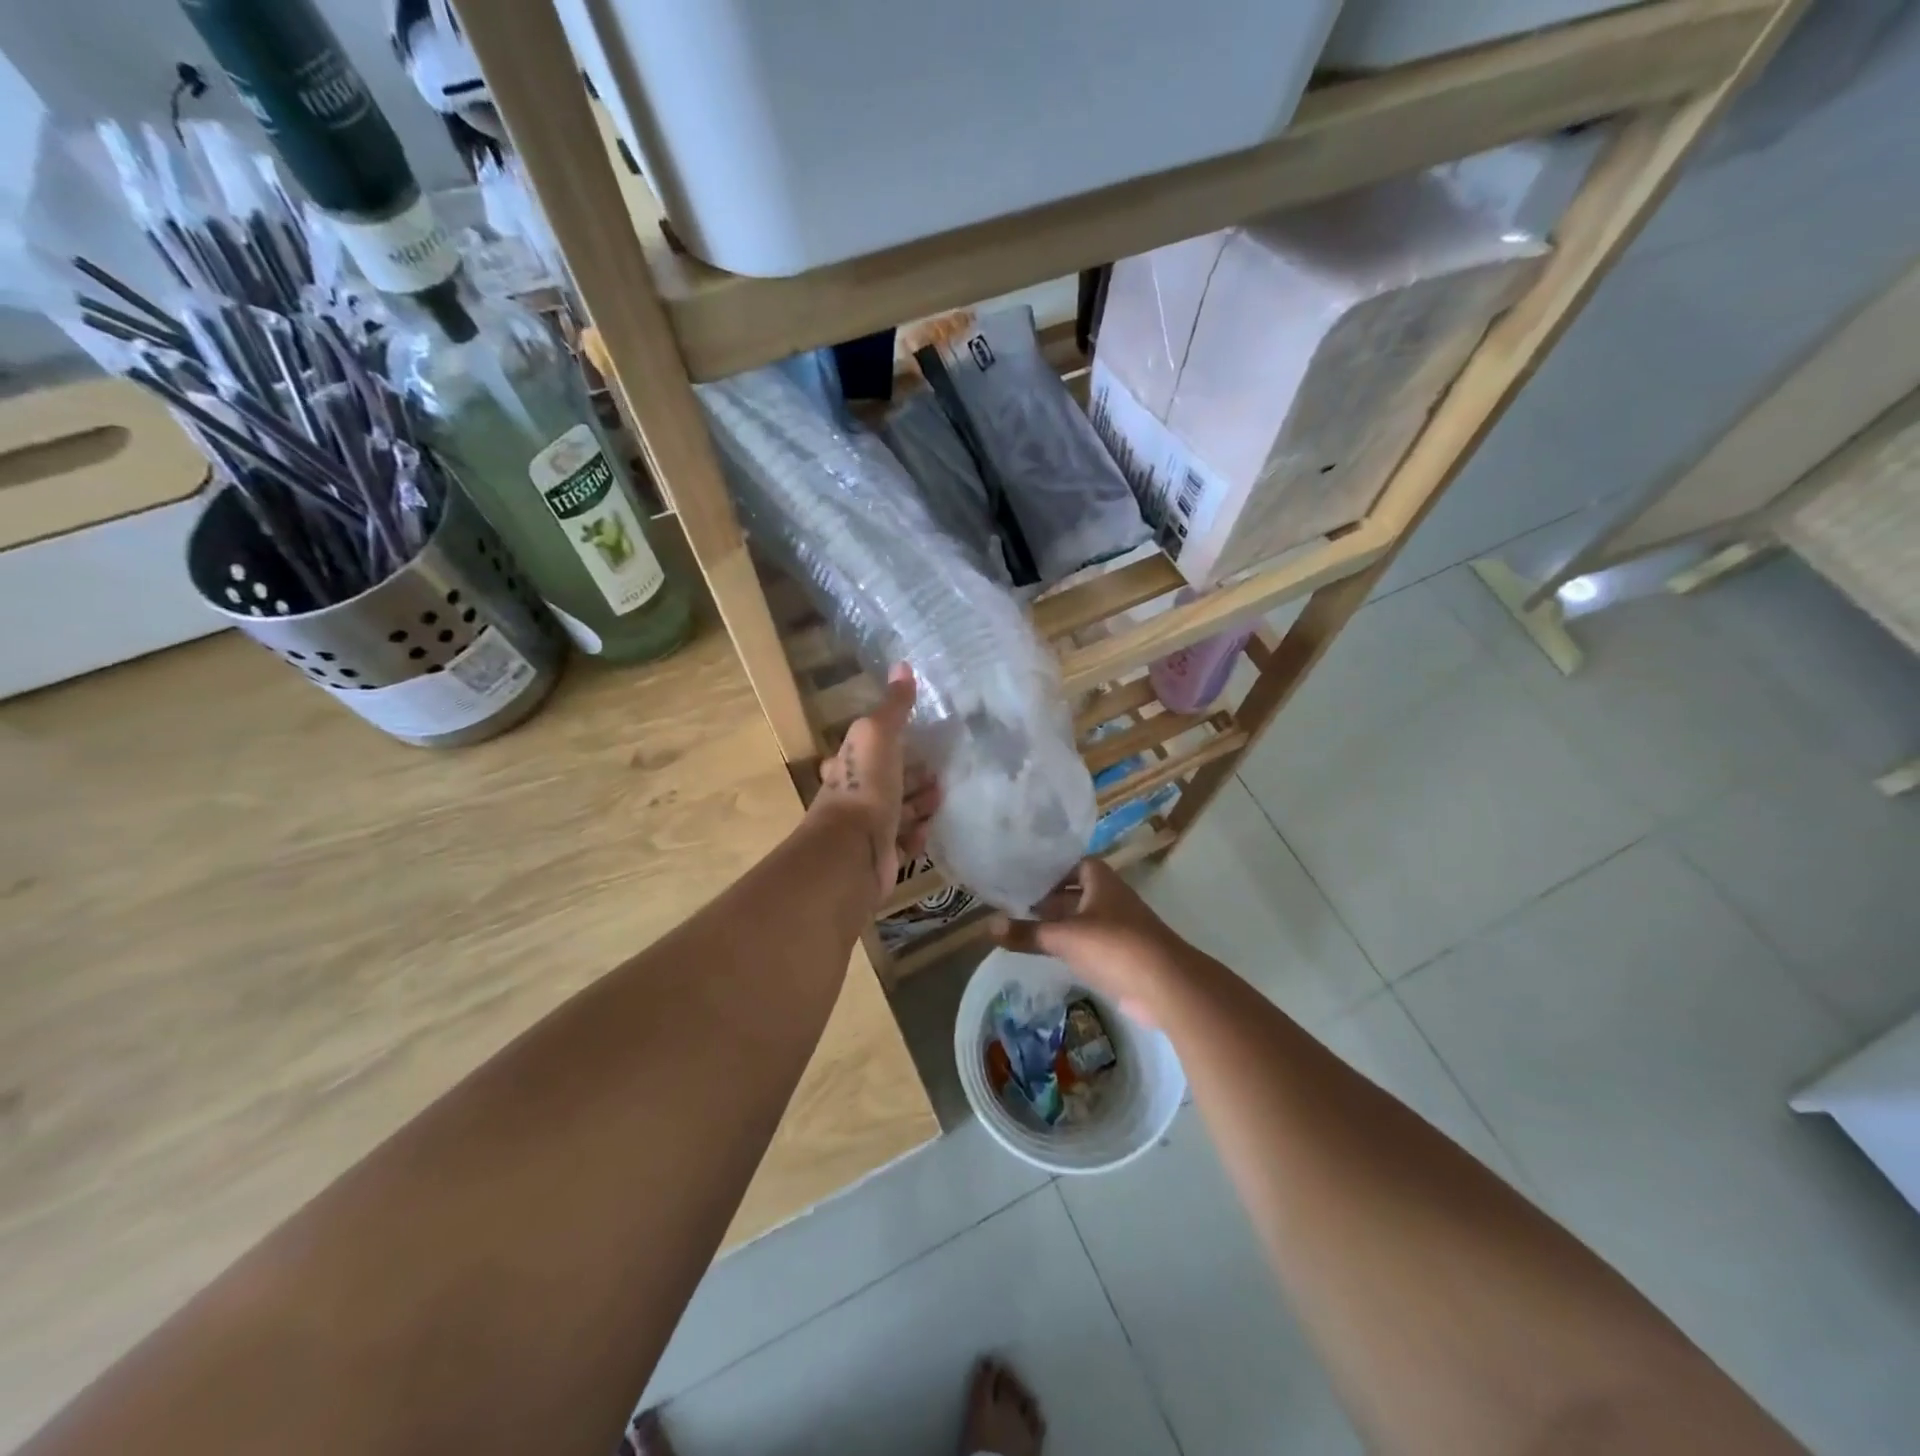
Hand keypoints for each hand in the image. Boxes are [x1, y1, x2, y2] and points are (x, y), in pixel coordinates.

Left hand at [812, 664, 940, 901]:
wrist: (854, 850)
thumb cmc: (865, 786)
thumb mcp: (878, 734)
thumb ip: (893, 706)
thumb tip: (902, 665)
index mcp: (848, 765)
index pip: (871, 751)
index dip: (893, 746)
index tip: (922, 743)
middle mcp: (853, 797)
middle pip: (887, 783)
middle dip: (912, 777)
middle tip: (940, 773)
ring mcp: (866, 830)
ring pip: (897, 813)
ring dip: (919, 804)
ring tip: (941, 797)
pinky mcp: (881, 857)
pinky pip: (902, 844)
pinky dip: (916, 836)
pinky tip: (928, 829)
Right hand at [989, 858, 1189, 1025]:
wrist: (1166, 985)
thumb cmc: (1114, 946)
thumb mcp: (1064, 937)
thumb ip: (1027, 932)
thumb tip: (987, 925)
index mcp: (1102, 881)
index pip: (1076, 864)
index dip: (1053, 870)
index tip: (1025, 878)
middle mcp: (1112, 899)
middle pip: (1078, 892)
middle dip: (1051, 898)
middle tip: (1016, 904)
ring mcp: (1121, 928)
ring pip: (1085, 919)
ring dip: (1062, 924)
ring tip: (1027, 928)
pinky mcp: (1125, 955)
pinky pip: (1093, 944)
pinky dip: (1074, 946)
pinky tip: (1053, 954)